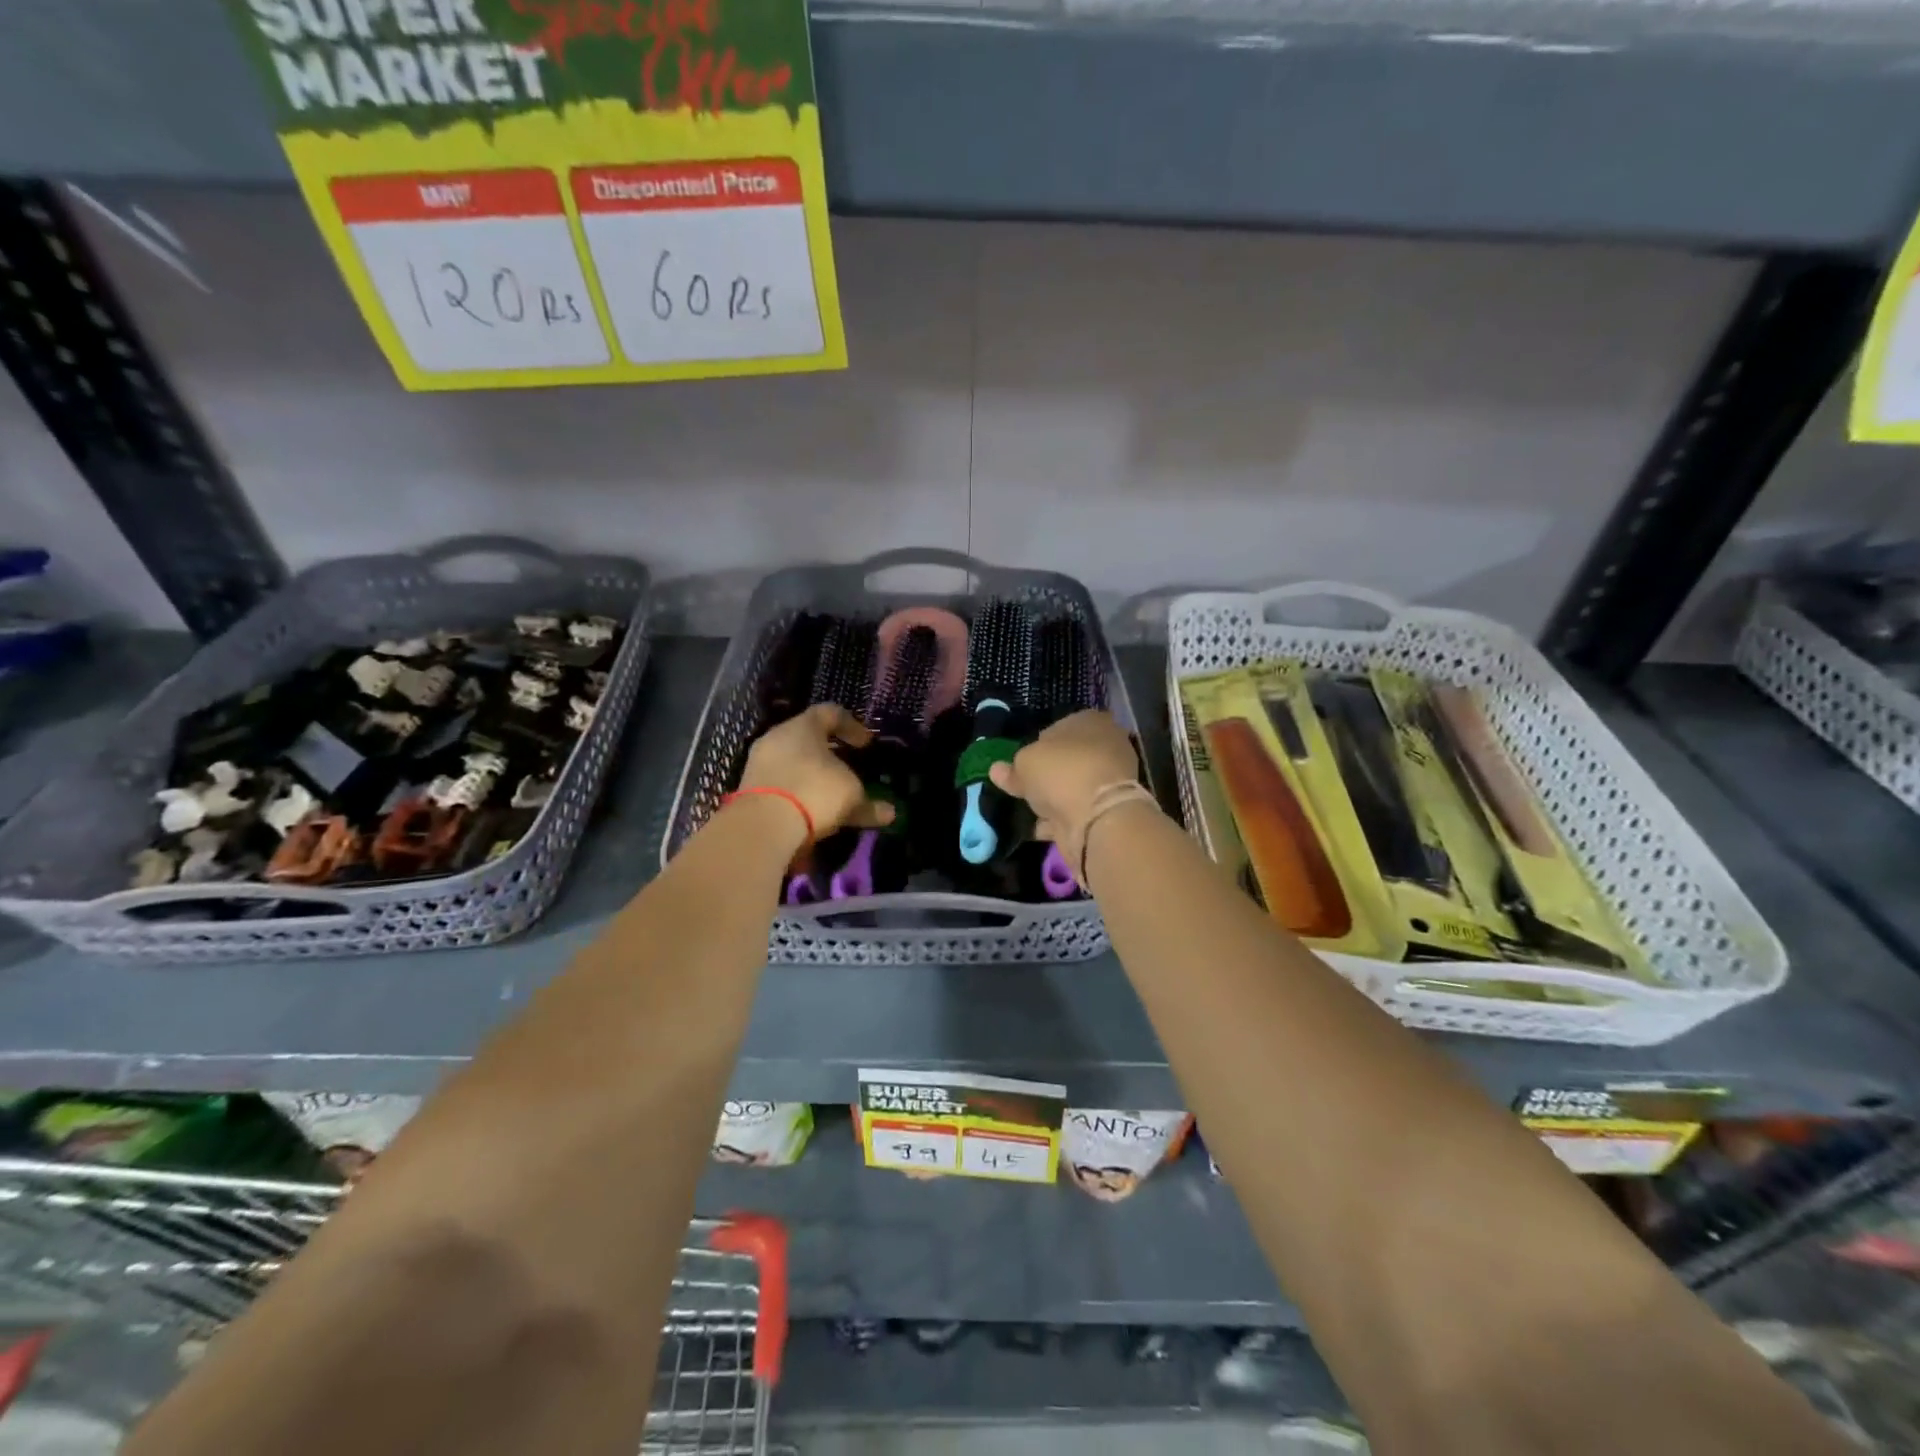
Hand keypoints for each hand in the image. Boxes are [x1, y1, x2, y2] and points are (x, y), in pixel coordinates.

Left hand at [738, 704, 896, 839]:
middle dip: (830, 752)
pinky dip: (797, 792)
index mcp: (803, 726)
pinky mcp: (748, 788)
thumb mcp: (850, 796)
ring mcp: (759, 762)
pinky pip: (780, 783)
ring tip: (830, 793)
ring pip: (792, 761)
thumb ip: (868, 803)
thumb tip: (889, 813)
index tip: (867, 744)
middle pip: (807, 737)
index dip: (852, 726)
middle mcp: (777, 737)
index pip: (830, 713)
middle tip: (848, 766)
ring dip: (812, 775)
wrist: (762, 826)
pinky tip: (810, 809)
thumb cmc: (815, 792)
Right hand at [988, 710, 1140, 843]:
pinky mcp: (1108, 811)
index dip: (1040, 743)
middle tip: (1024, 786)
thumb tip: (998, 770)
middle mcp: (1106, 746)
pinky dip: (1060, 820)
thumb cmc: (1061, 772)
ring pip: (1074, 787)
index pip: (1062, 726)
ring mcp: (1110, 781)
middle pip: (1069, 758)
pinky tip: (1040, 828)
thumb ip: (1012, 768)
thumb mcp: (1025, 763)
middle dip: (1049, 773)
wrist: (1097, 817)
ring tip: (1028, 810)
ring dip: (1054, 799)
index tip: (1023, 761)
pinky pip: (1076, 812)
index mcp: (1091, 722)